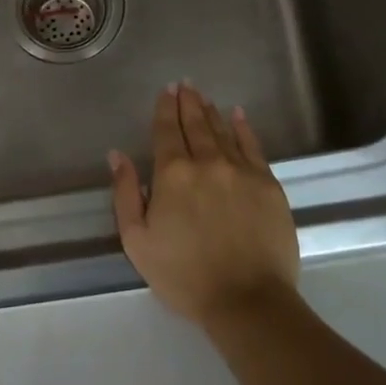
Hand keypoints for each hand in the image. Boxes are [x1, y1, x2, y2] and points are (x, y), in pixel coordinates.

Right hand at [109, 82, 299, 331]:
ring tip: (204, 97)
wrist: (247, 299)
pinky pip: (253, 146)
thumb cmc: (184, 275)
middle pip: (195, 124)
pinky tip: (238, 115)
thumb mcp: (137, 241)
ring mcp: (241, 170)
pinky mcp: (268, 183)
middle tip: (185, 85)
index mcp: (172, 174)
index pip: (166, 131)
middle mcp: (207, 162)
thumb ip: (125, 194)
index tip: (166, 91)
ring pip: (222, 131)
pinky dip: (243, 128)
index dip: (165, 109)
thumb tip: (117, 155)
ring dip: (211, 112)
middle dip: (188, 102)